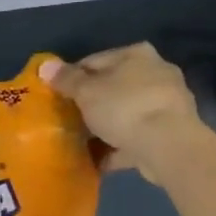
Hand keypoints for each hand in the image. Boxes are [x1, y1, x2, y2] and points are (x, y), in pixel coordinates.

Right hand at [40, 44, 206, 183]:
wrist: (168, 145)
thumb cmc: (124, 108)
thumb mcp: (86, 92)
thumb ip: (65, 79)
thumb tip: (45, 65)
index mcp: (136, 54)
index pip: (94, 61)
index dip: (71, 79)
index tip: (56, 97)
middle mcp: (155, 72)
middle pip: (112, 88)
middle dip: (90, 105)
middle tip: (68, 122)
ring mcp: (166, 104)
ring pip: (125, 114)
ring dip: (104, 127)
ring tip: (81, 143)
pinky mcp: (170, 132)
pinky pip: (135, 137)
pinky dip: (117, 147)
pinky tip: (98, 160)